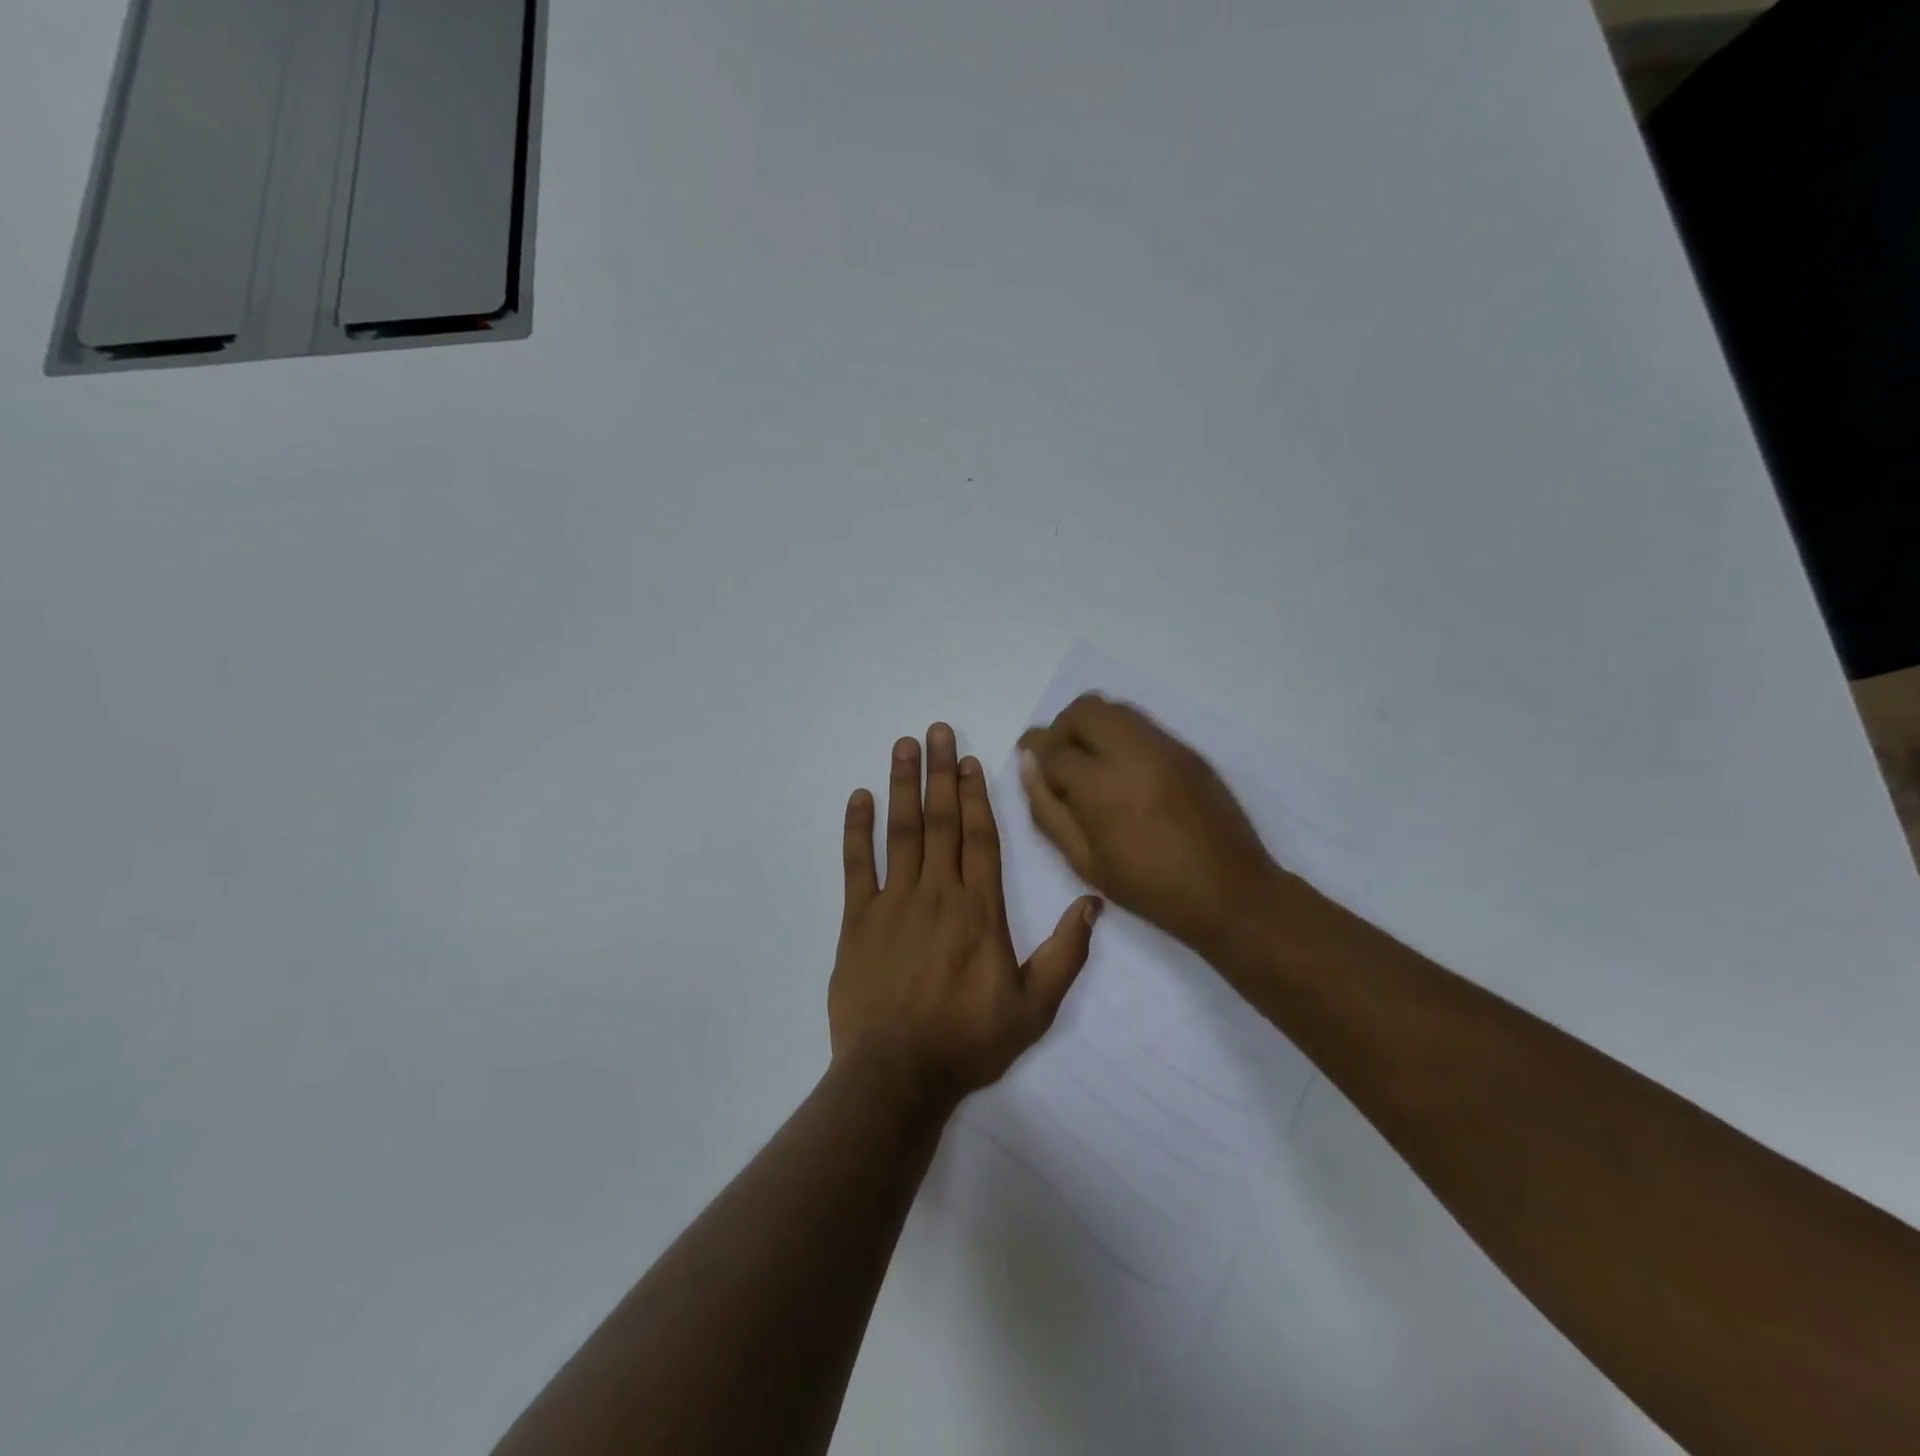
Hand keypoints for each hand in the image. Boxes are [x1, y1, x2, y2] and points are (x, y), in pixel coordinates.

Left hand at [830, 723, 1102, 1104]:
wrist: (897, 1074)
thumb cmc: (968, 1041)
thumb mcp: (1034, 1008)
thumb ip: (1065, 953)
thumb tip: (1093, 903)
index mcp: (980, 909)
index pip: (981, 838)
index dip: (977, 795)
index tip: (970, 760)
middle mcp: (938, 893)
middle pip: (942, 821)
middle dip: (940, 773)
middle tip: (936, 731)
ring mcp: (894, 903)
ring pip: (901, 832)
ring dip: (902, 786)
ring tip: (903, 746)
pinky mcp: (857, 920)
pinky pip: (856, 865)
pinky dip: (857, 830)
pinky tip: (859, 797)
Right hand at [1019, 695, 1279, 953]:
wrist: (1229, 891)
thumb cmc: (1148, 886)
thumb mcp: (1084, 861)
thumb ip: (1048, 810)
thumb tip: (1029, 765)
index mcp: (1100, 785)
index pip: (1053, 747)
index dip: (1035, 751)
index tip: (1030, 760)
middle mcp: (1131, 752)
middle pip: (1083, 710)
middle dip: (1063, 728)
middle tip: (1061, 760)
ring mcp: (1164, 746)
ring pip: (1115, 709)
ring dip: (1092, 727)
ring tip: (1092, 765)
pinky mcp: (1187, 750)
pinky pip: (1142, 725)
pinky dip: (1121, 735)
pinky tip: (1126, 773)